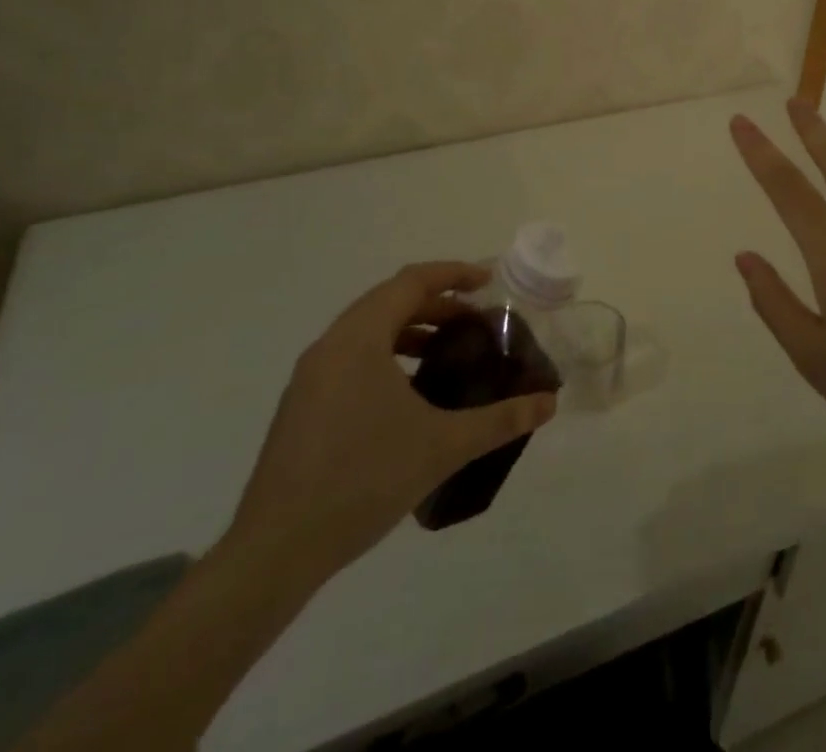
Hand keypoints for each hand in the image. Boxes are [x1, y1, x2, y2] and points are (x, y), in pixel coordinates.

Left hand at [219, 262, 557, 590]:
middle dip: (436, 302)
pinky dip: (387, 354)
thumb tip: (550, 403)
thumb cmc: (362, 480)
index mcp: (359, 338)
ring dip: (410, 328)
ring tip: (446, 352)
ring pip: (368, 329)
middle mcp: (330, 345)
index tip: (488, 281)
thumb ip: (500, 419)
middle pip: (389, 300)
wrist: (275, 551)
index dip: (453, 274)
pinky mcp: (302, 405)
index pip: (411, 281)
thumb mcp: (442, 445)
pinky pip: (351, 356)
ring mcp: (310, 376)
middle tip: (475, 319)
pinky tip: (409, 392)